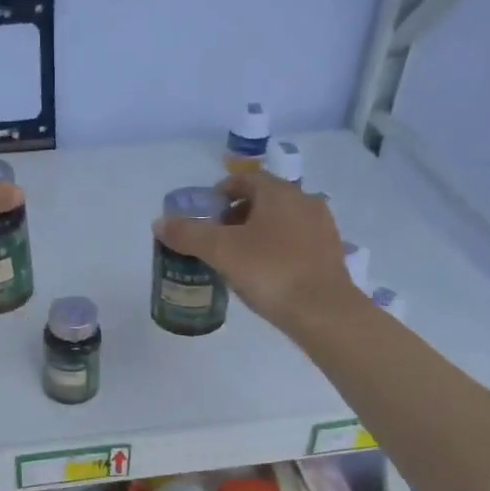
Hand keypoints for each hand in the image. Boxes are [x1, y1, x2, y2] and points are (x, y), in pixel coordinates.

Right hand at [152, 170, 354, 329]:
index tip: (205, 214)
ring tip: (238, 257)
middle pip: (264, 198)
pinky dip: (277, 248)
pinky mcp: (330, 253)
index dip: (221, 192)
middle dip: (237, 214)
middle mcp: (304, 201)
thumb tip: (159, 222)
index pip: (245, 178)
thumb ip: (187, 234)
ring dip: (258, 231)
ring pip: (281, 220)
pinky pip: (296, 241)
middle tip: (216, 238)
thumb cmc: (270, 272)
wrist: (323, 312)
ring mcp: (322, 227)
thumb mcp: (220, 251)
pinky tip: (265, 273)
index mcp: (279, 192)